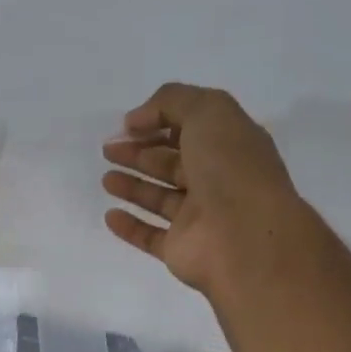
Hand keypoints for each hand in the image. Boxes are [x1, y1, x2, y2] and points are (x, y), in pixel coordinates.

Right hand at [102, 83, 316, 301]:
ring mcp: (199, 218)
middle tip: (109, 149)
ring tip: (106, 178)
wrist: (245, 238)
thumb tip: (135, 120)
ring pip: (160, 199)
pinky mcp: (180, 249)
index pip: (192, 130)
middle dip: (140, 154)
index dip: (160, 123)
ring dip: (133, 187)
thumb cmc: (231, 169)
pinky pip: (150, 236)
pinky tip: (110, 216)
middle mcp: (216, 181)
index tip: (128, 125)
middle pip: (172, 164)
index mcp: (230, 146)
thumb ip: (170, 102)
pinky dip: (130, 227)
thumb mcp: (208, 111)